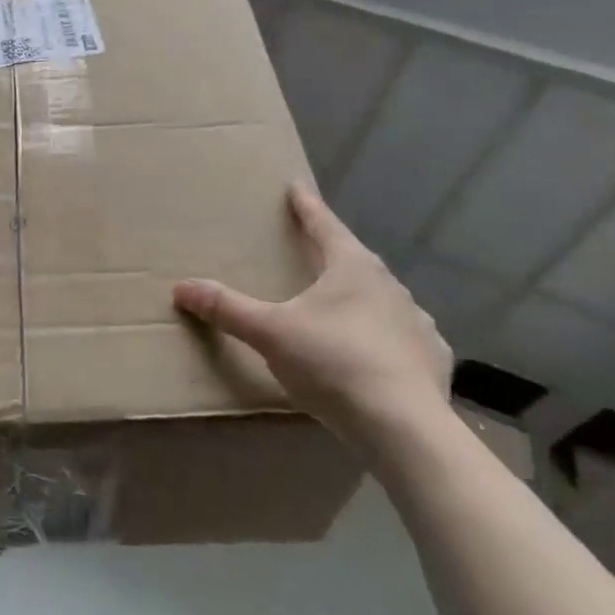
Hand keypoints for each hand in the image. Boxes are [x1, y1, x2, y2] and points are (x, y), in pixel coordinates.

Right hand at [173, 183, 450, 450]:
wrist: (405, 428)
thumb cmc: (333, 364)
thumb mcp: (270, 333)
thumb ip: (227, 309)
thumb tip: (181, 287)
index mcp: (352, 268)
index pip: (324, 225)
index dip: (306, 206)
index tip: (296, 186)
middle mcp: (390, 286)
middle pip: (355, 260)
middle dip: (334, 254)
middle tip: (315, 250)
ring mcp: (417, 322)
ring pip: (383, 299)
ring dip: (362, 298)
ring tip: (343, 307)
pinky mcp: (433, 358)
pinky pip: (404, 338)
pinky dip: (387, 338)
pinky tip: (379, 355)